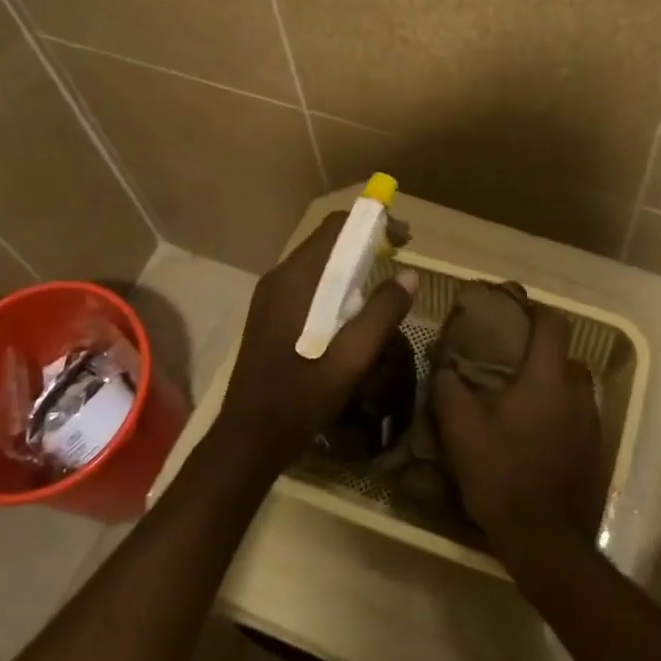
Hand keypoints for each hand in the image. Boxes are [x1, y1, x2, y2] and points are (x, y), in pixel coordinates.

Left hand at [212, 212, 417, 477]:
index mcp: (296, 279)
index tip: (403, 240)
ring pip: (318, 263)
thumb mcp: (353, 358)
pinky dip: (335, 284)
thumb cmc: (302, 396)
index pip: (337, 227)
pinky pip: (308, 283)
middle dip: (366, 243)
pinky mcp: (270, 313)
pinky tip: (351, 313)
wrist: (250, 436)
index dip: (373, 223)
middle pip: (327, 241)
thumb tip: (410, 275)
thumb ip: (382, 312)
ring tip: (381, 288)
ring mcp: (271, 295)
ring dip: (351, 265)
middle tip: (399, 261)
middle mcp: (280, 277)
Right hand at [432, 308, 605, 570]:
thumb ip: (449, 390)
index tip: (512, 312)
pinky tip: (535, 436)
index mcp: (548, 379)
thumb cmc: (502, 475)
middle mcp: (578, 394)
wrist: (545, 540)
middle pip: (566, 357)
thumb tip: (445, 368)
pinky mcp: (597, 452)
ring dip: (552, 387)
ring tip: (521, 402)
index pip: (553, 324)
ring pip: (574, 389)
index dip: (534, 311)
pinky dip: (560, 416)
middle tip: (509, 365)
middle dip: (541, 355)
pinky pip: (579, 418)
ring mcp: (593, 424)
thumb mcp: (461, 431)